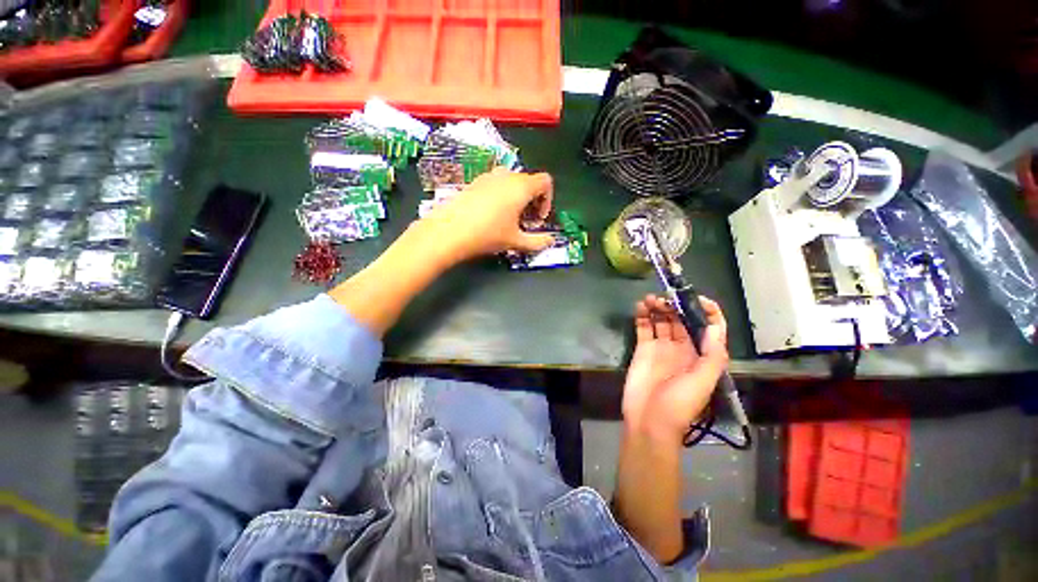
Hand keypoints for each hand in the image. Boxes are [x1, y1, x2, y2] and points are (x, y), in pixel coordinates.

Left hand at [411, 168, 554, 264]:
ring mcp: (487, 177)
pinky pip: (495, 184)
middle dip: (532, 201)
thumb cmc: (487, 234)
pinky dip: (501, 196)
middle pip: (529, 181)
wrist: (449, 232)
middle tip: (526, 221)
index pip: (545, 182)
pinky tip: (491, 215)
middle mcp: (506, 176)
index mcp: (521, 186)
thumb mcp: (516, 241)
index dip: (547, 200)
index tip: (538, 218)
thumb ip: (538, 242)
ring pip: (511, 182)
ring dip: (516, 198)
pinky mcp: (474, 183)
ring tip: (509, 219)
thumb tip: (550, 241)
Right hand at [621, 294, 728, 442]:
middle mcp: (682, 348)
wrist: (649, 421)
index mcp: (701, 355)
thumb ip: (712, 355)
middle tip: (665, 297)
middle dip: (676, 306)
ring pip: (662, 321)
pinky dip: (642, 316)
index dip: (708, 312)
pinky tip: (640, 306)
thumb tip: (714, 326)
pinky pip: (644, 328)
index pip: (709, 328)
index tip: (698, 299)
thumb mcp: (702, 382)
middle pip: (682, 320)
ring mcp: (661, 347)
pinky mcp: (643, 349)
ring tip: (650, 299)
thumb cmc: (679, 404)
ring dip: (658, 308)